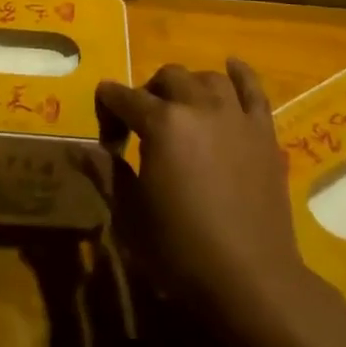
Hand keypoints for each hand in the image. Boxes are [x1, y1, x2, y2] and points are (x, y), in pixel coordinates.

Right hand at [97, 59, 312, 317]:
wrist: (250, 279)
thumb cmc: (181, 251)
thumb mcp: (131, 216)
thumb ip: (108, 172)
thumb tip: (83, 148)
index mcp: (161, 124)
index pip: (123, 97)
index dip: (108, 110)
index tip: (108, 138)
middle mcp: (198, 106)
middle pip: (167, 77)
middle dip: (148, 93)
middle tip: (143, 125)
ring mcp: (235, 115)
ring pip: (207, 78)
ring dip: (189, 86)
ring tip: (183, 108)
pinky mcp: (263, 130)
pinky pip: (253, 88)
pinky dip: (240, 74)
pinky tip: (231, 67)